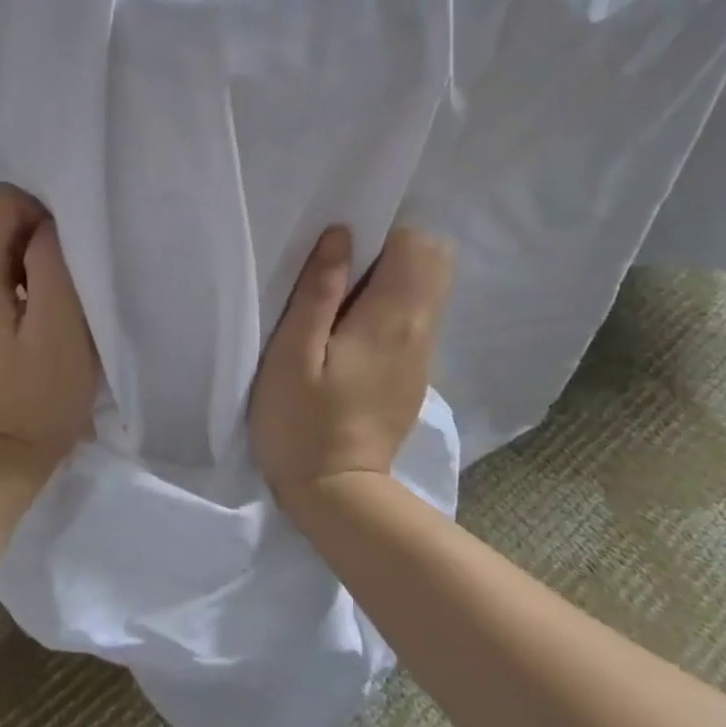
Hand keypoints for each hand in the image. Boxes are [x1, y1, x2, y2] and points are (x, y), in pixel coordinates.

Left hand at [0, 184, 98, 478]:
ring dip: (30, 263)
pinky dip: (19, 280)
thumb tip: (45, 224)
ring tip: (53, 305)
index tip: (64, 260)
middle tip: (63, 286)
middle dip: (36, 240)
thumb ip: (51, 259)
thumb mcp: (61, 320)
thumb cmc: (42, 390)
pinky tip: (37, 316)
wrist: (8, 451)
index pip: (1, 201)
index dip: (41, 216)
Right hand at [249, 225, 455, 506]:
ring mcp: (422, 355)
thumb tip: (340, 235)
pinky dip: (393, 306)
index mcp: (391, 317)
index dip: (381, 233)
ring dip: (392, 277)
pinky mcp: (415, 374)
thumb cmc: (301, 421)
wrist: (338, 494)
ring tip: (341, 297)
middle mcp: (420, 329)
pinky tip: (352, 330)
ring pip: (427, 290)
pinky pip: (416, 319)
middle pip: (433, 261)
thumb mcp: (293, 353)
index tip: (342, 246)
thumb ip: (318, 291)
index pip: (415, 245)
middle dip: (393, 248)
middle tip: (341, 268)